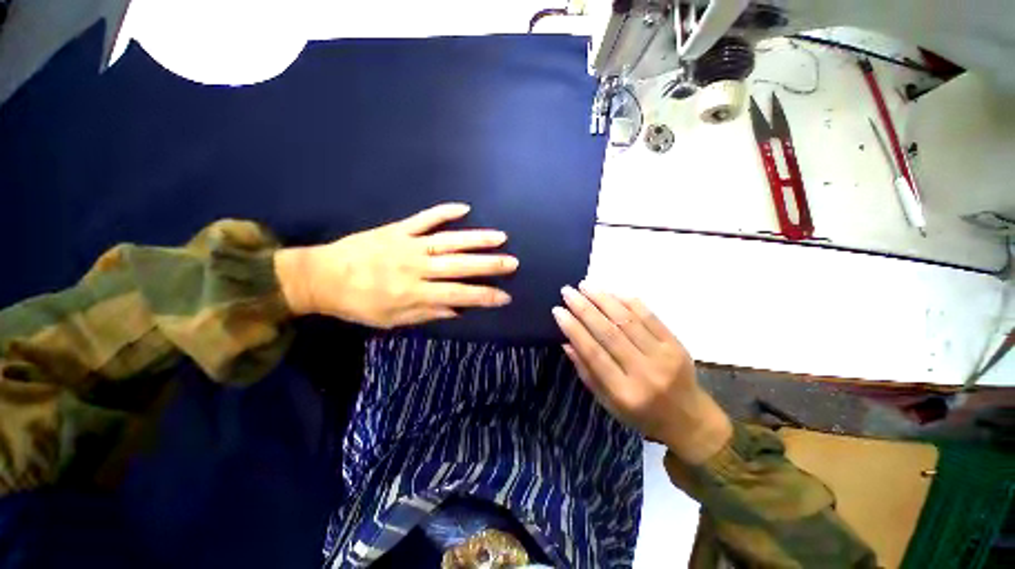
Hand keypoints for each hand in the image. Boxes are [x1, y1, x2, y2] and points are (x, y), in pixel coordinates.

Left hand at [275, 203, 517, 328]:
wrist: (321, 277)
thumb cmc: (359, 304)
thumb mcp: (392, 320)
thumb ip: (428, 314)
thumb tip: (459, 310)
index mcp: (414, 293)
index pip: (459, 295)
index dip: (485, 296)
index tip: (505, 296)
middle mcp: (416, 267)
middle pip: (459, 265)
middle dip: (490, 265)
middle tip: (513, 263)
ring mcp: (407, 244)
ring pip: (449, 241)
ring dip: (477, 238)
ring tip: (501, 237)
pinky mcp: (397, 229)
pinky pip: (424, 218)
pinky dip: (444, 212)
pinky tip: (464, 207)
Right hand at [552, 284, 731, 463]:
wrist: (689, 419)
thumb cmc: (641, 415)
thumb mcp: (608, 403)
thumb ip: (586, 372)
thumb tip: (567, 342)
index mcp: (624, 393)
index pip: (593, 353)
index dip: (573, 329)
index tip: (558, 310)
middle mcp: (644, 372)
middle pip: (609, 332)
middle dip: (584, 308)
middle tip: (568, 291)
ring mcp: (663, 356)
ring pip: (628, 320)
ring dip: (604, 299)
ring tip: (585, 285)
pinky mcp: (676, 344)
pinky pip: (650, 316)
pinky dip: (628, 302)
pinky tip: (612, 292)